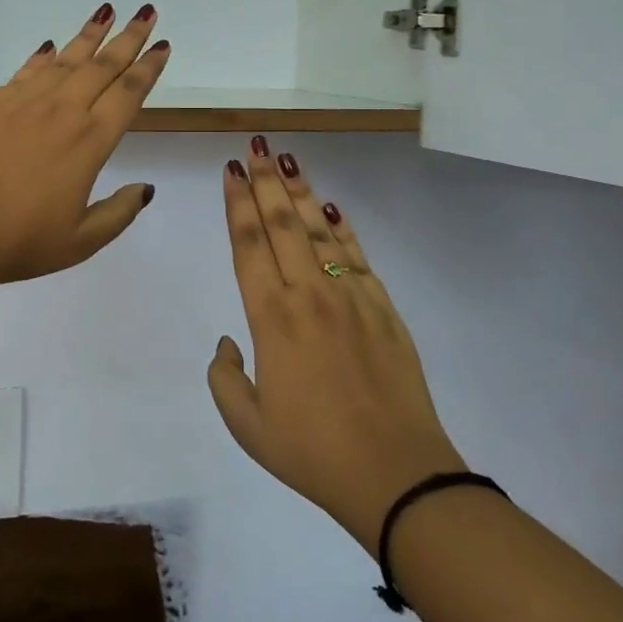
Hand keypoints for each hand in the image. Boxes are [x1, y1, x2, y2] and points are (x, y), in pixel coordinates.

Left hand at [0, 4, 169, 291]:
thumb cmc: (21, 243)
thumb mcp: (82, 241)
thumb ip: (119, 212)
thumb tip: (145, 188)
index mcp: (90, 142)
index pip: (128, 94)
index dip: (148, 68)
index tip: (162, 45)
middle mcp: (62, 112)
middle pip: (102, 66)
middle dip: (128, 37)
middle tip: (146, 12)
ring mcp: (24, 104)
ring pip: (65, 60)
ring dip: (89, 35)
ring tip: (106, 12)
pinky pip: (26, 71)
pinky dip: (43, 56)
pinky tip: (51, 47)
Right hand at [208, 138, 464, 550]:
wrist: (397, 476)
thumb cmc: (312, 452)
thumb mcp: (247, 425)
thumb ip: (225, 377)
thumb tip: (230, 342)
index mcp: (271, 318)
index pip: (248, 244)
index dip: (237, 203)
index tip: (232, 171)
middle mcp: (308, 294)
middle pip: (282, 224)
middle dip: (265, 181)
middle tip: (256, 145)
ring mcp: (350, 297)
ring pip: (320, 230)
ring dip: (300, 192)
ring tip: (288, 159)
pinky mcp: (383, 309)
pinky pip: (357, 256)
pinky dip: (343, 227)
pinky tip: (332, 206)